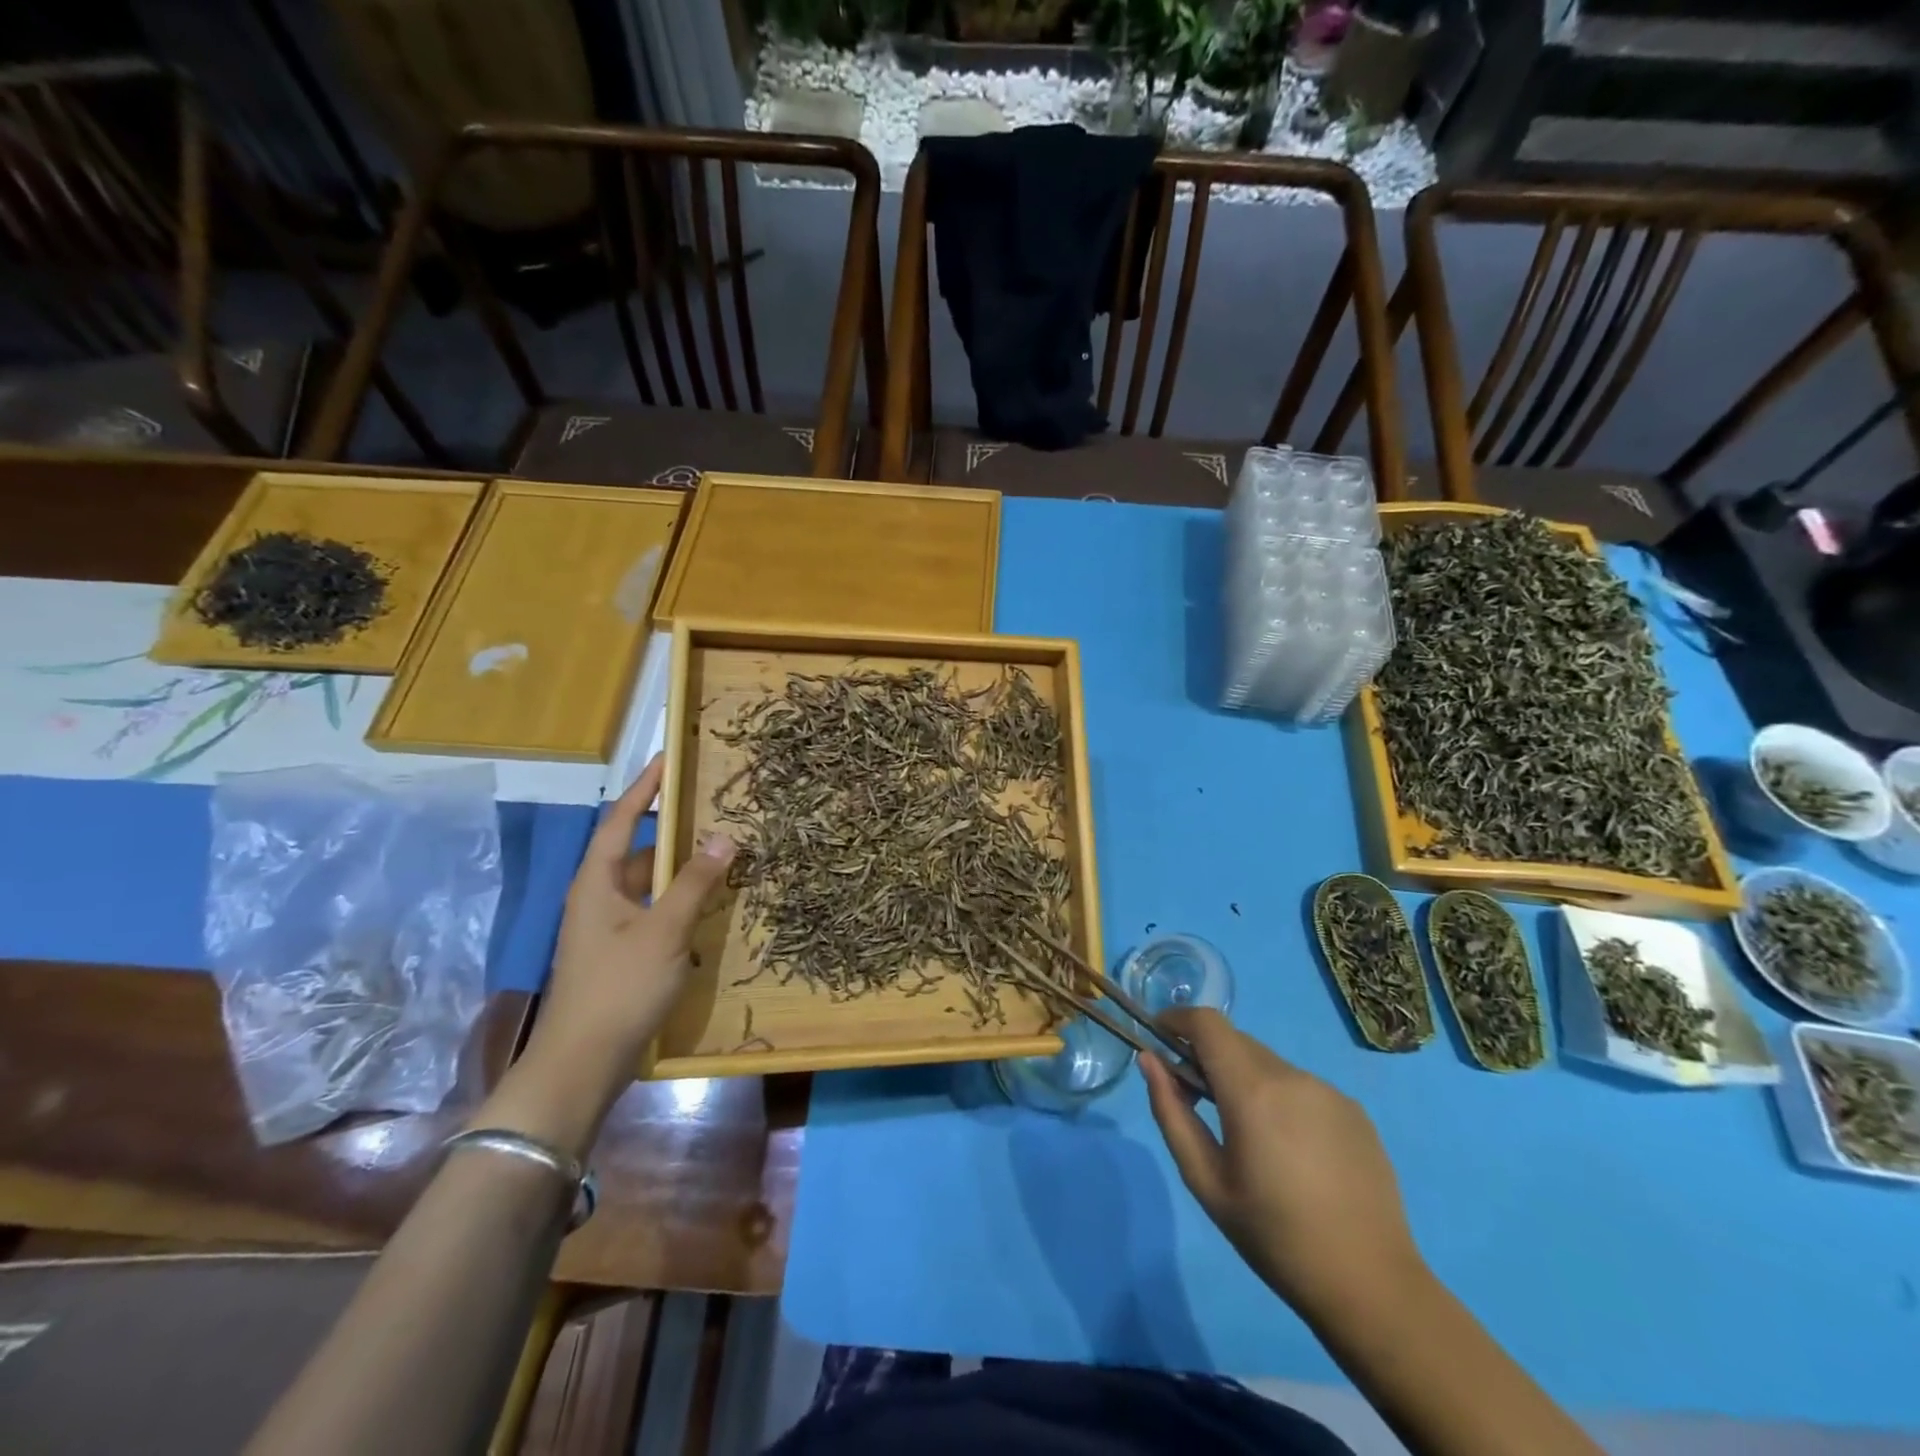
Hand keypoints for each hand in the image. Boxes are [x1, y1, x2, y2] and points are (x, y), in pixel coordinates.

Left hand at [489, 755, 734, 1151]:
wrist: (582, 1064)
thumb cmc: (619, 987)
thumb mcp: (665, 929)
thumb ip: (695, 882)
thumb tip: (726, 837)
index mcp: (596, 882)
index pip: (620, 820)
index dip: (644, 788)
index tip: (668, 759)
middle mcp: (597, 898)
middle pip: (637, 852)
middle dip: (674, 833)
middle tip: (715, 813)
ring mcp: (607, 929)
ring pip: (648, 885)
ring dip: (681, 872)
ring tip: (722, 856)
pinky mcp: (619, 954)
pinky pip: (653, 913)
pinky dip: (679, 903)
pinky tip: (709, 908)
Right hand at [1141, 1008, 1423, 1318]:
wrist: (1371, 1286)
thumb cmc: (1274, 1237)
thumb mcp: (1206, 1180)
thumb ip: (1171, 1112)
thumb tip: (1150, 1060)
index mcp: (1253, 1091)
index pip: (1207, 1023)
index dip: (1177, 1019)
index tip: (1159, 1038)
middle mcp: (1292, 1076)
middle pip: (1236, 1041)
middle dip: (1207, 1055)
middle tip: (1195, 1098)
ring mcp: (1328, 1090)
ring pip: (1268, 1064)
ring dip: (1244, 1079)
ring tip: (1248, 1135)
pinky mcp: (1354, 1110)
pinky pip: (1301, 1086)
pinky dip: (1279, 1098)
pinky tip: (1291, 1151)